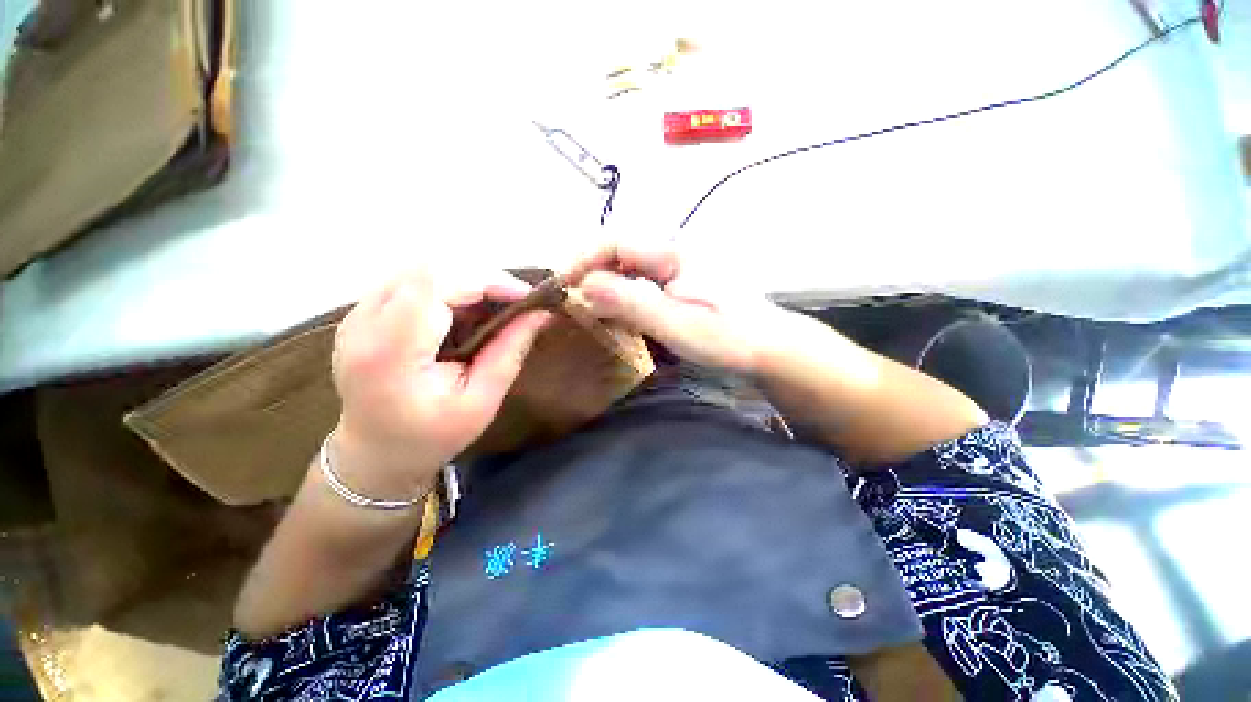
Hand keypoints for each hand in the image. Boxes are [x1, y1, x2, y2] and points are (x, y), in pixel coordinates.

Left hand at [329, 270, 549, 500]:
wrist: (374, 454)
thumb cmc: (431, 437)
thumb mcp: (482, 401)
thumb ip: (510, 351)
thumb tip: (541, 313)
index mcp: (391, 350)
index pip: (436, 282)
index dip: (486, 279)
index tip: (523, 297)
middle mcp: (363, 322)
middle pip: (429, 267)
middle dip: (482, 277)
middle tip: (513, 302)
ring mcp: (357, 314)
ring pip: (420, 269)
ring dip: (465, 281)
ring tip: (493, 308)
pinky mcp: (362, 313)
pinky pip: (411, 281)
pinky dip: (448, 288)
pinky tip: (464, 313)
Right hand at [565, 242, 791, 374]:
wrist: (768, 346)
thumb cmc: (726, 336)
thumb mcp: (675, 323)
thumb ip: (630, 303)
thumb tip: (584, 287)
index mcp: (671, 253)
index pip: (613, 241)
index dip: (582, 259)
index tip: (561, 286)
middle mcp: (672, 252)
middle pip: (617, 251)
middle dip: (588, 272)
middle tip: (569, 301)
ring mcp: (677, 269)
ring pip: (627, 268)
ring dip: (603, 285)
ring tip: (586, 309)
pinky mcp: (680, 284)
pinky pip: (640, 282)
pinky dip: (621, 295)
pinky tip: (616, 314)